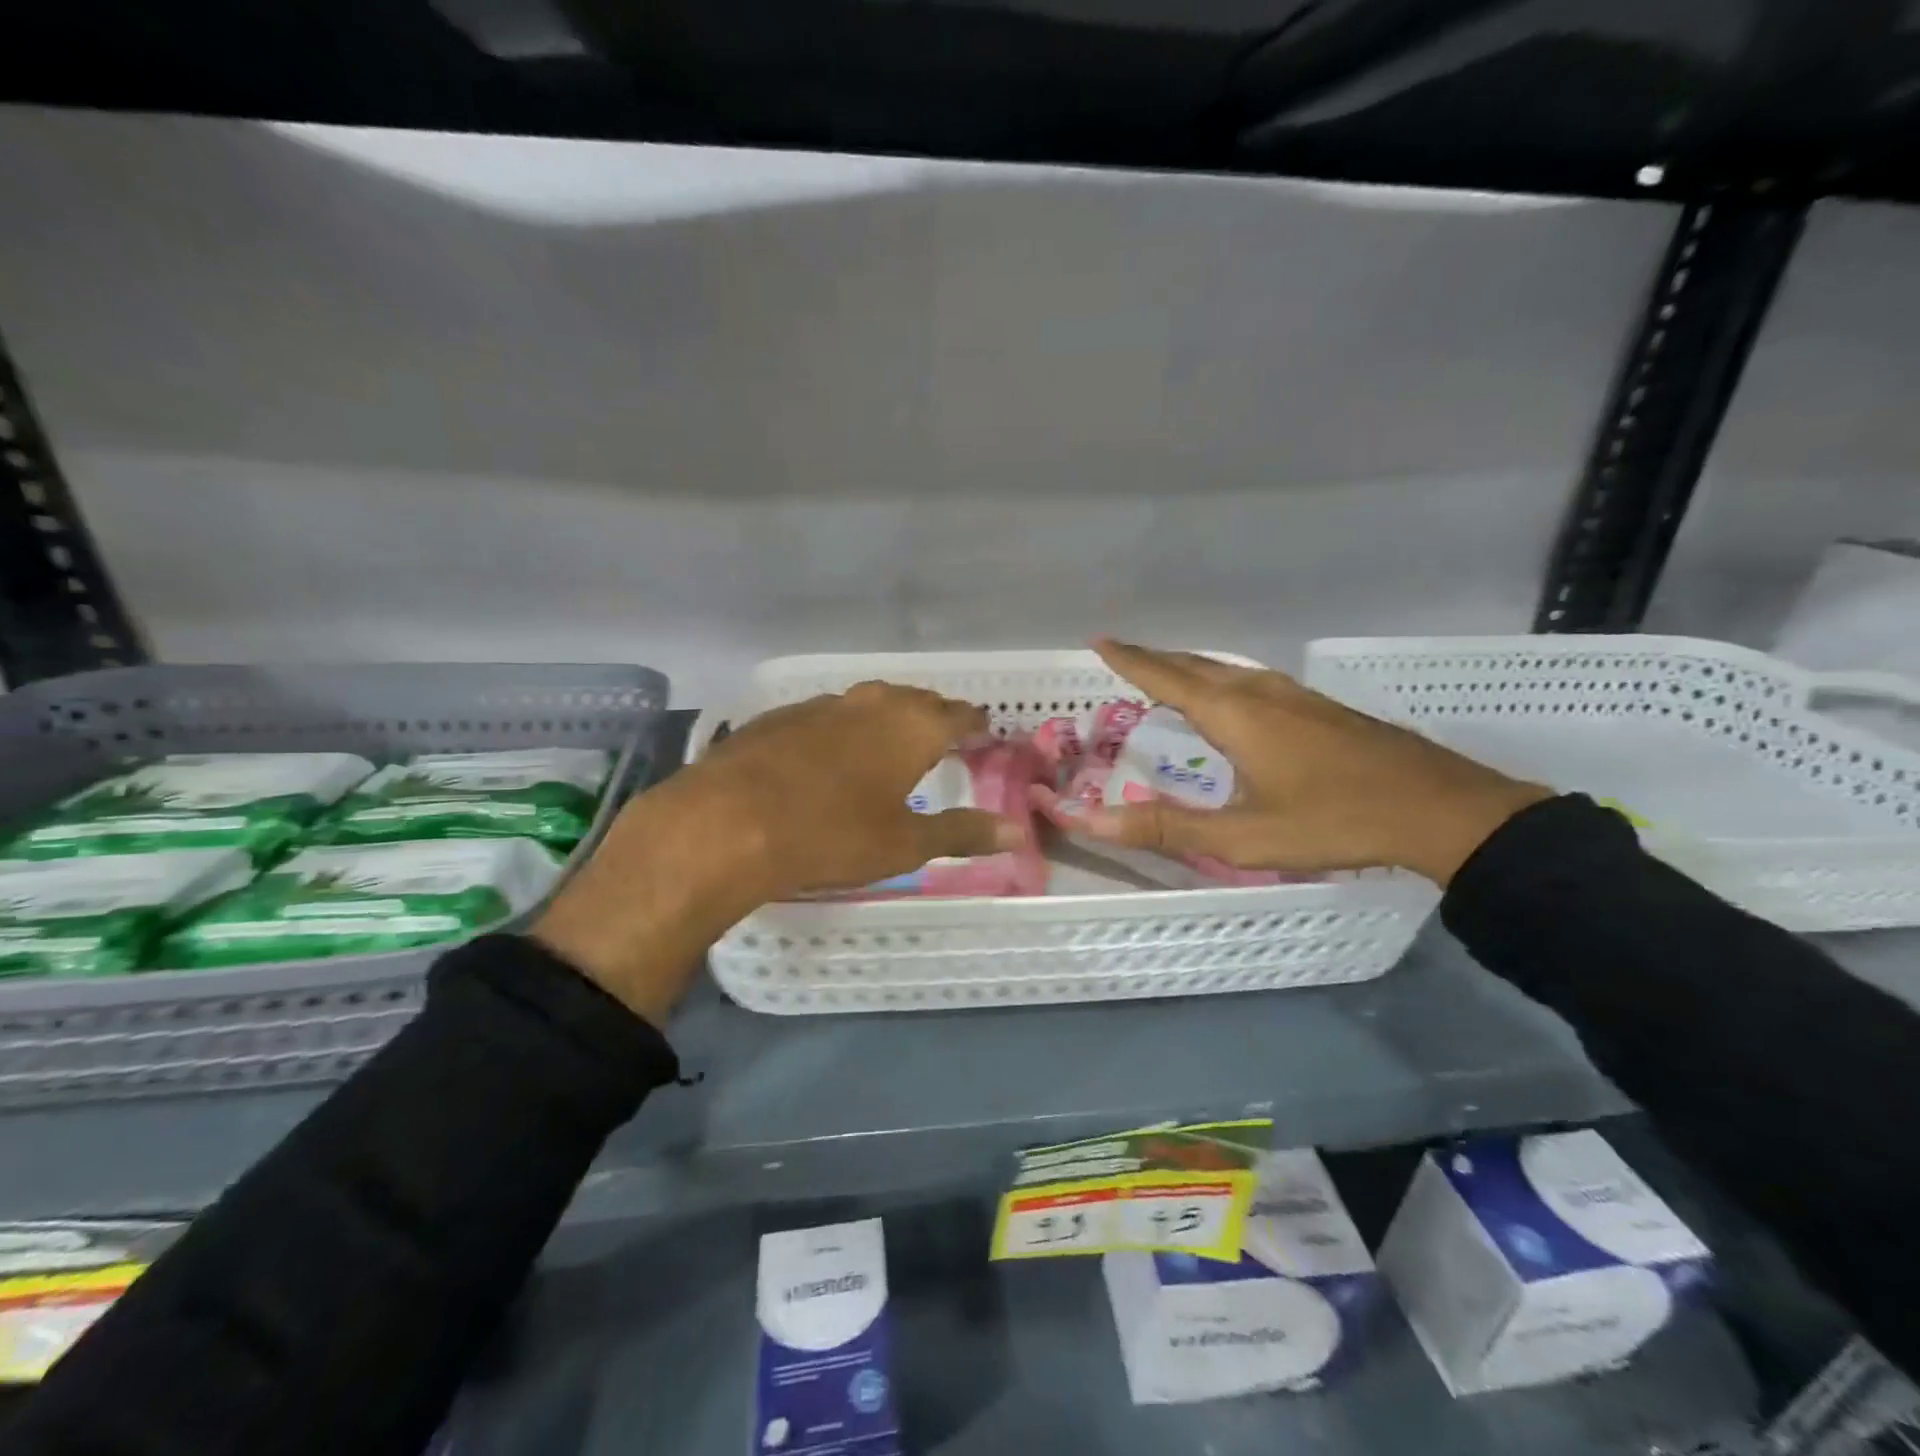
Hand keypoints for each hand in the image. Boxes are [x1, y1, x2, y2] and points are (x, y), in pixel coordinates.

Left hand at [535, 683, 1021, 1024]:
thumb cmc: (831, 835)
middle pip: (914, 700)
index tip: (984, 730)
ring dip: (887, 716)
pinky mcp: (778, 718)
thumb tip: (1014, 834)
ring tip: (892, 738)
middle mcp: (869, 704)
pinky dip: (843, 728)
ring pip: (868, 702)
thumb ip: (960, 833)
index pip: (957, 714)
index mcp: (910, 727)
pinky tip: (830, 751)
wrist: (726, 823)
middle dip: (933, 714)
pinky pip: (827, 714)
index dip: (974, 722)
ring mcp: (819, 706)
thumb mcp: (903, 844)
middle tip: (943, 734)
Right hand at [1062, 640, 1549, 884]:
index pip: (1167, 678)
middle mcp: (1262, 694)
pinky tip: (1231, 700)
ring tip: (1166, 673)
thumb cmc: (1336, 821)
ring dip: (1190, 668)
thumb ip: (1164, 828)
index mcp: (1236, 715)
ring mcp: (1297, 697)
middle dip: (1155, 659)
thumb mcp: (1243, 837)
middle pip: (1196, 666)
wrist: (1443, 810)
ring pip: (1228, 672)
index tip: (1100, 640)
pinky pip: (1252, 682)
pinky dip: (1221, 682)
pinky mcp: (1321, 709)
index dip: (1131, 661)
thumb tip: (1086, 821)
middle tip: (1123, 655)